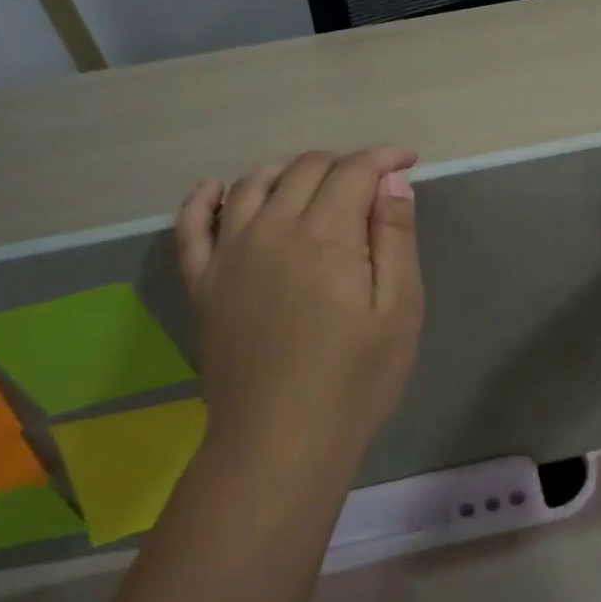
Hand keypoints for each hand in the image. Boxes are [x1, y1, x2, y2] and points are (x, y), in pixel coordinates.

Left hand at [176, 147, 423, 473]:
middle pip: (305, 168)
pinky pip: (192, 226)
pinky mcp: (204, 283)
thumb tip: (391, 180)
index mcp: (325, 234)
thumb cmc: (355, 381)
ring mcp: (230, 254)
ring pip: (254, 184)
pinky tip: (215, 187)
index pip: (354, 170)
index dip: (384, 158)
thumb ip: (395, 237)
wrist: (280, 444)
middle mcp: (272, 228)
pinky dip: (204, 199)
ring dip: (288, 169)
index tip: (408, 161)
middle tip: (372, 185)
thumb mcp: (399, 309)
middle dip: (345, 163)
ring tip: (315, 181)